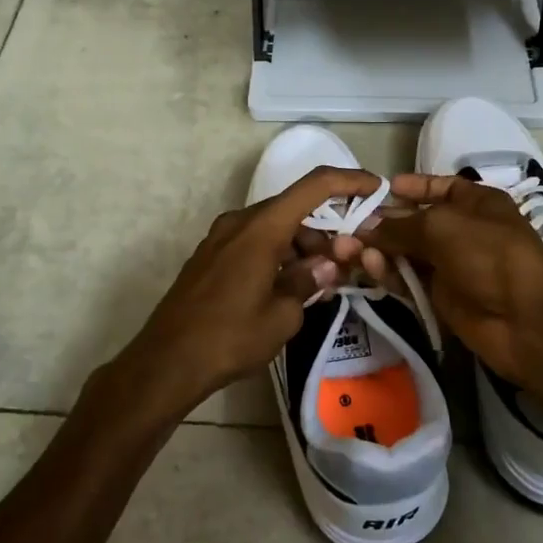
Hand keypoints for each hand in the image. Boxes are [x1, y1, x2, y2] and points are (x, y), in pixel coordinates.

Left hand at [108, 165, 383, 419]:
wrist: (166, 361)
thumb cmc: (229, 338)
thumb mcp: (283, 316)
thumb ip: (309, 281)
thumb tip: (326, 266)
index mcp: (262, 228)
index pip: (314, 186)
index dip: (349, 180)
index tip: (376, 189)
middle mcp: (240, 222)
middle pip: (294, 208)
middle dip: (327, 229)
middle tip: (349, 261)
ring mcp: (221, 237)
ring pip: (274, 226)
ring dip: (302, 245)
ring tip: (320, 283)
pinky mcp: (211, 255)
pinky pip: (255, 241)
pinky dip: (279, 253)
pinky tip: (289, 286)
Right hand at [344, 174, 542, 393]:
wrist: (527, 321)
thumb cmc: (490, 255)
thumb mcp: (442, 226)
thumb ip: (399, 225)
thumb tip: (366, 228)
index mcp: (474, 203)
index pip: (438, 187)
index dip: (410, 187)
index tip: (378, 190)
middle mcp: (461, 231)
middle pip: (413, 222)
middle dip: (381, 223)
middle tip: (346, 227)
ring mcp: (450, 266)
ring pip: (405, 253)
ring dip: (378, 250)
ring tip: (348, 250)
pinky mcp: (440, 298)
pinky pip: (407, 280)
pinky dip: (387, 273)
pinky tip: (367, 268)